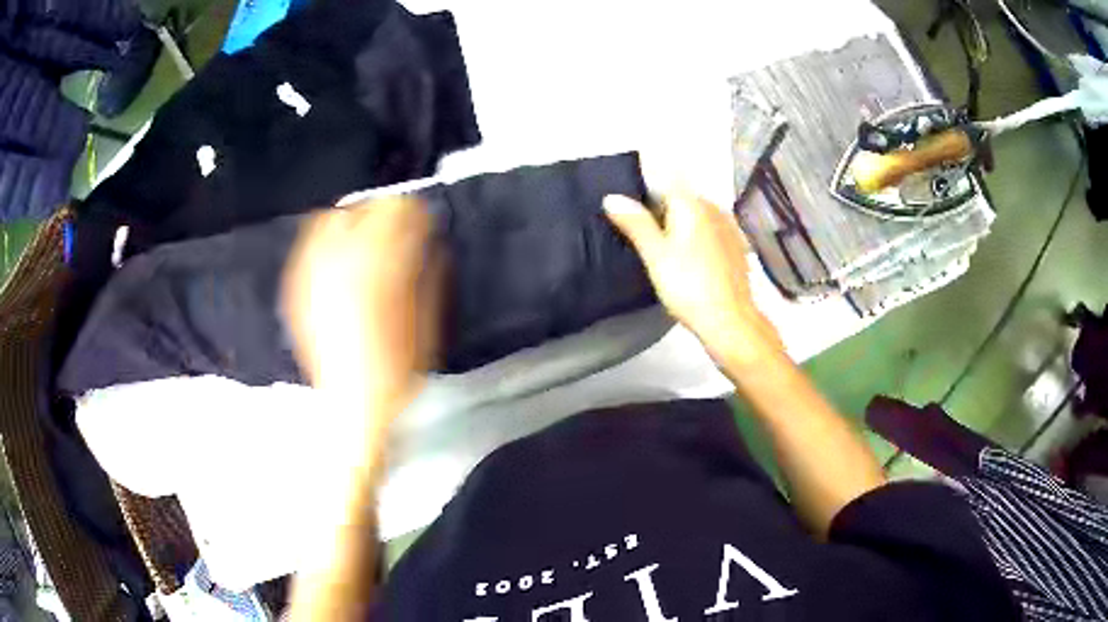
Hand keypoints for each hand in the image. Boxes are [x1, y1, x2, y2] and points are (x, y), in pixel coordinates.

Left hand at [281, 196, 438, 412]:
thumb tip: (431, 241)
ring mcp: (313, 270)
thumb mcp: (426, 320)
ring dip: (357, 220)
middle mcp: (340, 259)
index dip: (417, 212)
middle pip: (366, 208)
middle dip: (389, 215)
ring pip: (334, 217)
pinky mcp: (298, 284)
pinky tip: (340, 254)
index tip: (426, 222)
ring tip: (368, 239)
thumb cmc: (397, 368)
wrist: (351, 404)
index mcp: (378, 266)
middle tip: (401, 230)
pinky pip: (311, 242)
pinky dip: (329, 237)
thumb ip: (429, 272)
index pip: (398, 211)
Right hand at [604, 191, 781, 361]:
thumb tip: (611, 196)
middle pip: (681, 200)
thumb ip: (635, 223)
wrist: (729, 319)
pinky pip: (712, 232)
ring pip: (698, 217)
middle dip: (663, 212)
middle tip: (647, 240)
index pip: (662, 184)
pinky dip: (700, 239)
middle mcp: (713, 207)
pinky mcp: (738, 246)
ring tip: (668, 252)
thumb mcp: (655, 254)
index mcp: (691, 203)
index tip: (633, 218)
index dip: (644, 197)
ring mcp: (729, 226)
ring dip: (682, 227)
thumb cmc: (688, 285)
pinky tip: (693, 261)